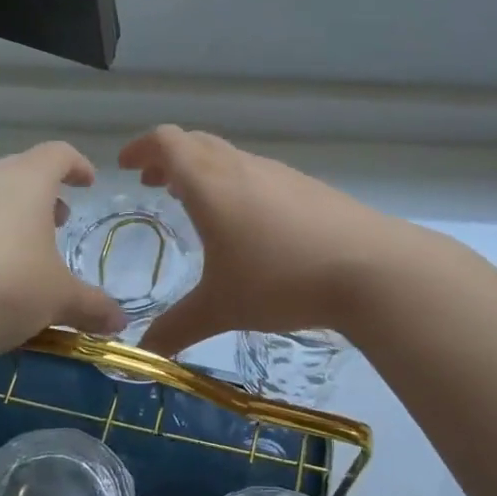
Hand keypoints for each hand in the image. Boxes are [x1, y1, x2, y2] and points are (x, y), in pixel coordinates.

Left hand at [0, 142, 126, 358]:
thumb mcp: (57, 300)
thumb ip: (91, 307)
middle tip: (56, 221)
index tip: (88, 183)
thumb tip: (119, 322)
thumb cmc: (3, 285)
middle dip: (41, 195)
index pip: (57, 154)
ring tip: (18, 253)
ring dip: (6, 217)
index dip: (77, 165)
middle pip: (18, 172)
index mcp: (26, 182)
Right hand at [118, 126, 402, 356]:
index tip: (127, 166)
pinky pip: (258, 173)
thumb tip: (144, 353)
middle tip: (156, 185)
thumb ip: (178, 328)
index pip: (167, 142)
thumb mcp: (222, 308)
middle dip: (169, 158)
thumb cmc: (280, 279)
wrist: (369, 268)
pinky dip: (236, 183)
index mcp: (210, 183)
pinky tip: (248, 223)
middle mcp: (241, 167)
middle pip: (196, 142)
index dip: (142, 147)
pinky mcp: (307, 187)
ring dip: (204, 170)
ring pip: (229, 157)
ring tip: (197, 204)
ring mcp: (279, 173)